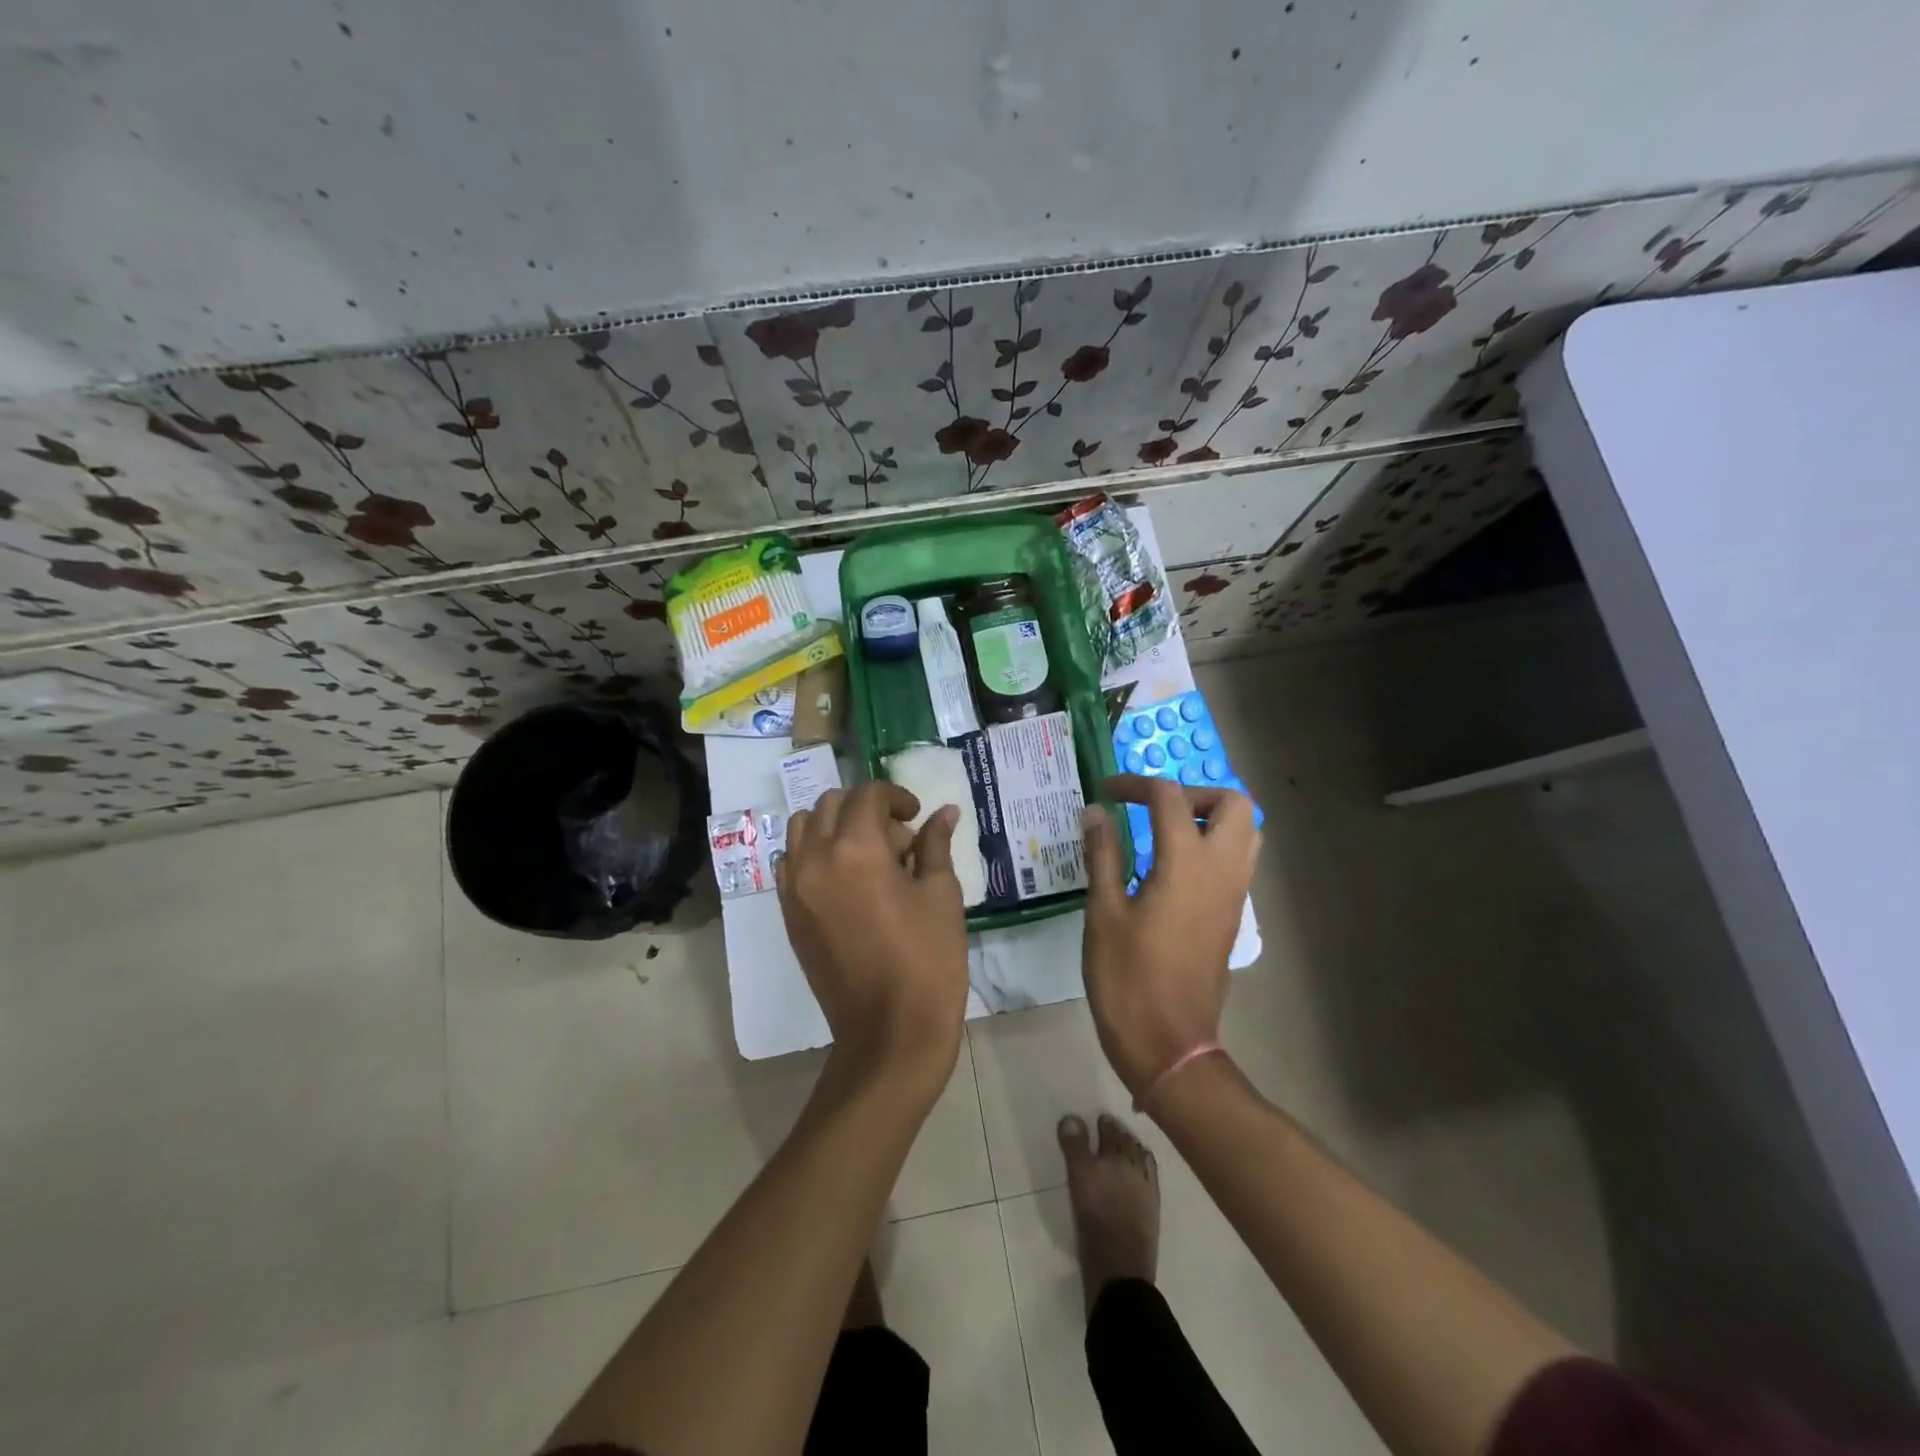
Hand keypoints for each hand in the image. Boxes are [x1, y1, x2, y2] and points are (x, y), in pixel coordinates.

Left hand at [777, 782, 968, 1097]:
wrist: (889, 1033)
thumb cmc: (927, 961)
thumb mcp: (941, 895)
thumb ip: (935, 845)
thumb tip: (943, 813)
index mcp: (856, 849)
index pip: (867, 795)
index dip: (896, 796)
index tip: (917, 815)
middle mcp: (815, 859)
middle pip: (830, 804)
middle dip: (865, 807)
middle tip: (897, 836)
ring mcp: (794, 888)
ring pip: (802, 828)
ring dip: (834, 825)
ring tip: (867, 853)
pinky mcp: (788, 914)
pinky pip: (791, 862)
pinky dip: (814, 853)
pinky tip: (846, 879)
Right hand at [1081, 776, 1260, 1098]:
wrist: (1170, 1044)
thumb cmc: (1128, 979)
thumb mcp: (1103, 913)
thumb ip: (1102, 855)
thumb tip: (1095, 812)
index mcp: (1186, 864)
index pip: (1170, 797)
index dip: (1135, 785)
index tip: (1106, 792)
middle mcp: (1221, 870)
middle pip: (1232, 802)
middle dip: (1192, 792)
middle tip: (1153, 809)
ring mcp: (1234, 894)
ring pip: (1245, 831)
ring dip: (1210, 817)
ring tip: (1165, 831)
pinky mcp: (1232, 915)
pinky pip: (1238, 860)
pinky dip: (1213, 844)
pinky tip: (1172, 866)